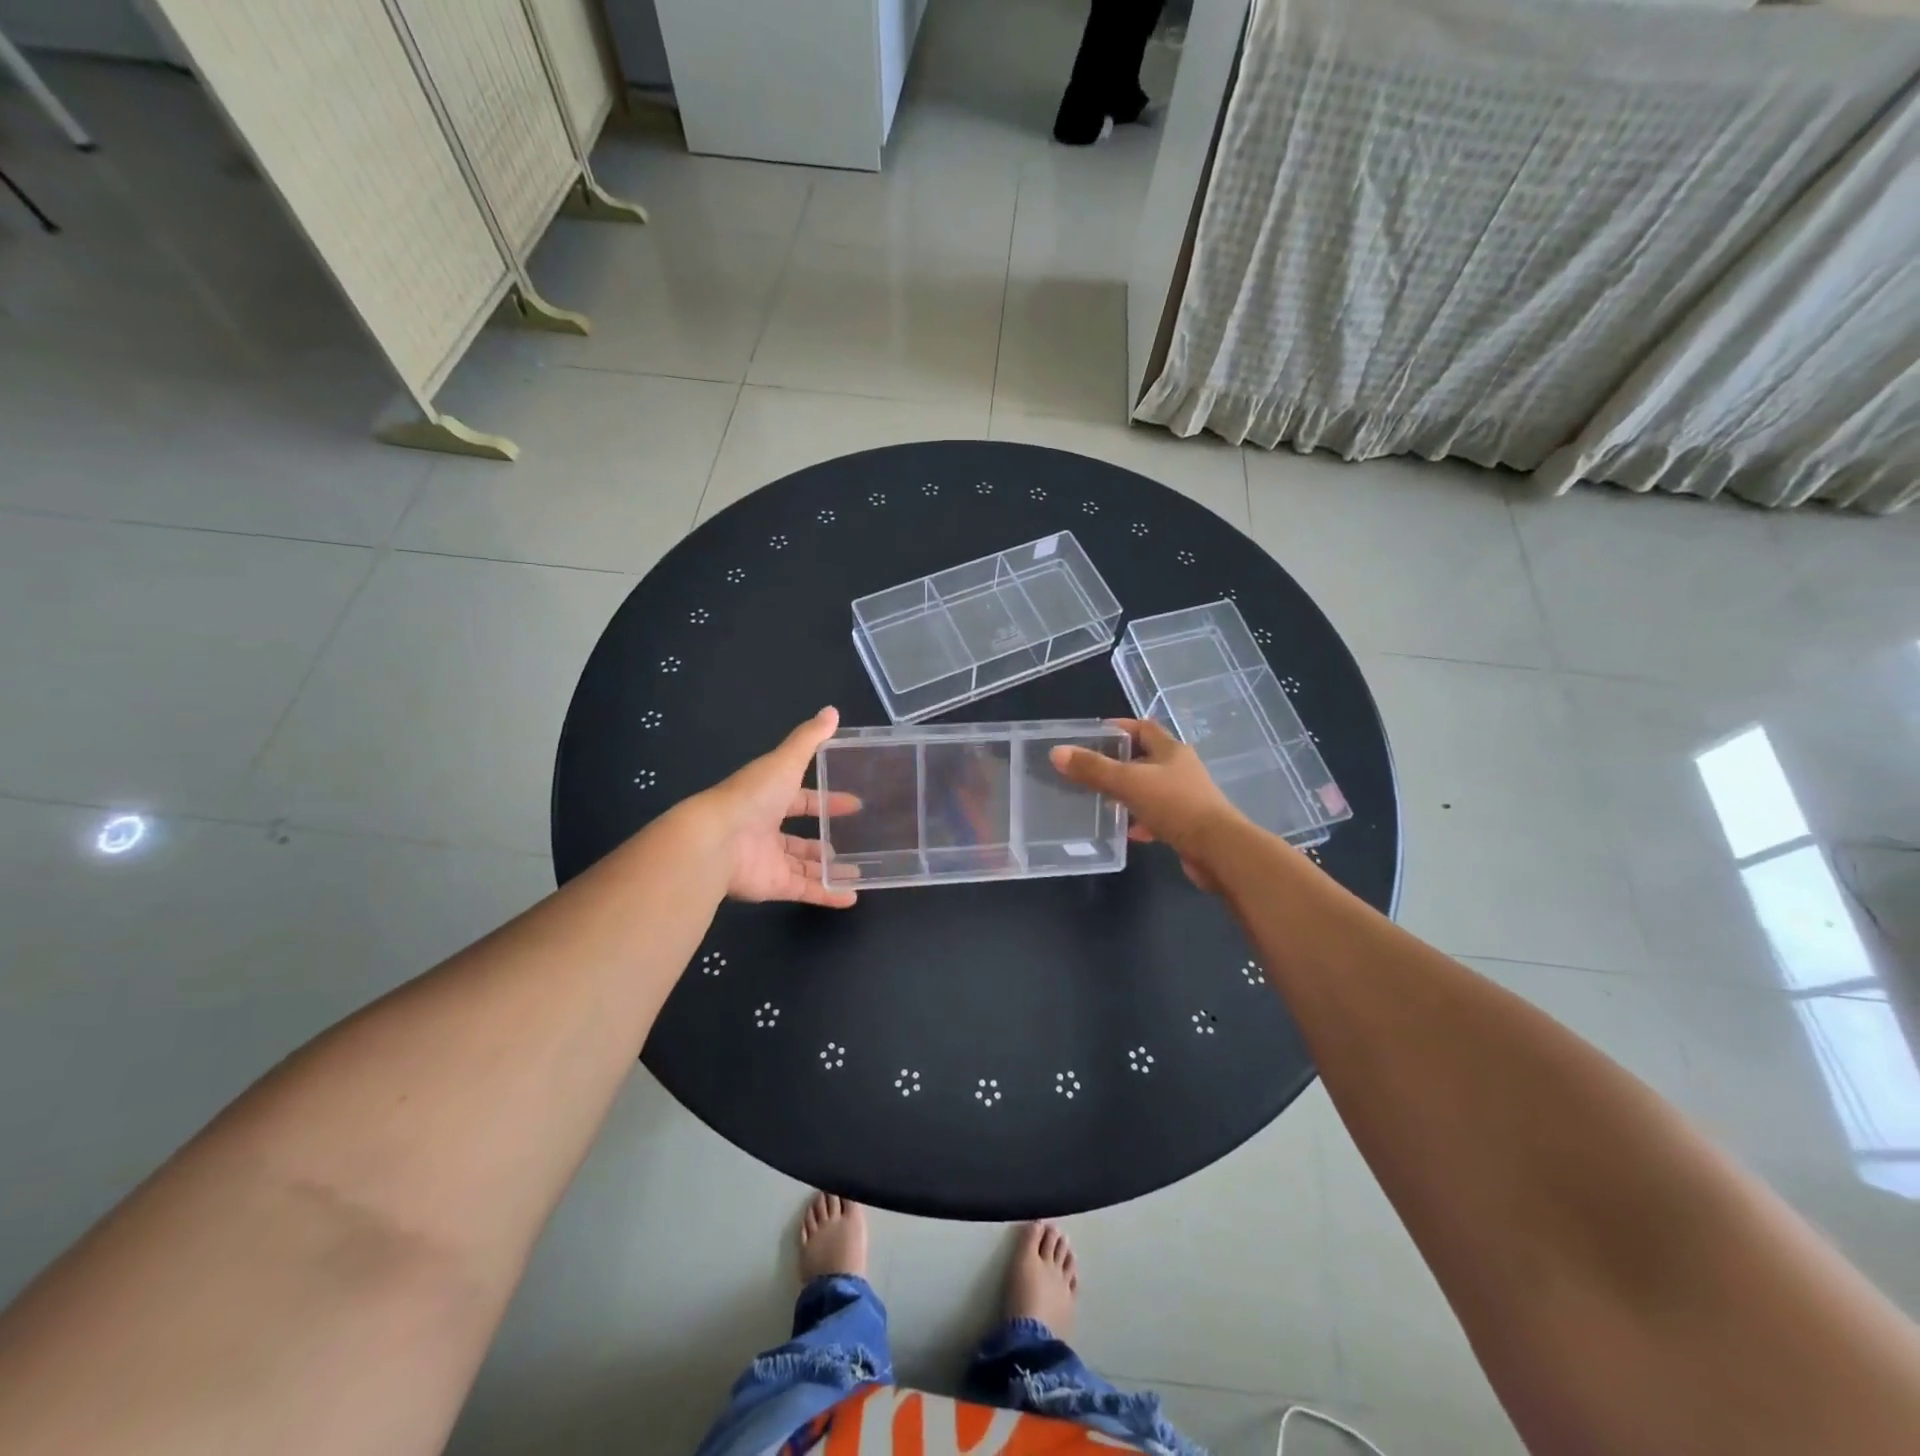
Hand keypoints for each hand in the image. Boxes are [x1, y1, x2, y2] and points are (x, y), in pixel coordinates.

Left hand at [699, 707, 859, 908]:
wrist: (716, 841)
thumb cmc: (752, 796)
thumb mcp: (785, 761)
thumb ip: (809, 739)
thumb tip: (832, 710)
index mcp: (768, 798)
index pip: (801, 800)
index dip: (827, 801)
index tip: (854, 804)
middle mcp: (766, 829)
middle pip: (800, 837)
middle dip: (825, 839)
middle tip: (858, 840)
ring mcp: (769, 860)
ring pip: (804, 866)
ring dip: (829, 869)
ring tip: (858, 870)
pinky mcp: (773, 886)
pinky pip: (805, 891)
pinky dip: (828, 895)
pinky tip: (852, 897)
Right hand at [1050, 718, 1243, 892]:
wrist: (1218, 850)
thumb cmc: (1175, 805)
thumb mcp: (1128, 782)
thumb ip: (1093, 768)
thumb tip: (1057, 752)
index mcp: (1171, 751)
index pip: (1144, 728)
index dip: (1120, 727)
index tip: (1094, 734)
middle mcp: (1181, 769)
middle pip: (1147, 758)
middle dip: (1120, 763)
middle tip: (1091, 769)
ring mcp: (1186, 797)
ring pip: (1151, 788)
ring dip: (1129, 793)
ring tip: (1103, 801)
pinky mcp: (1188, 824)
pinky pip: (1159, 816)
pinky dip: (1142, 820)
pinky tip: (1128, 831)